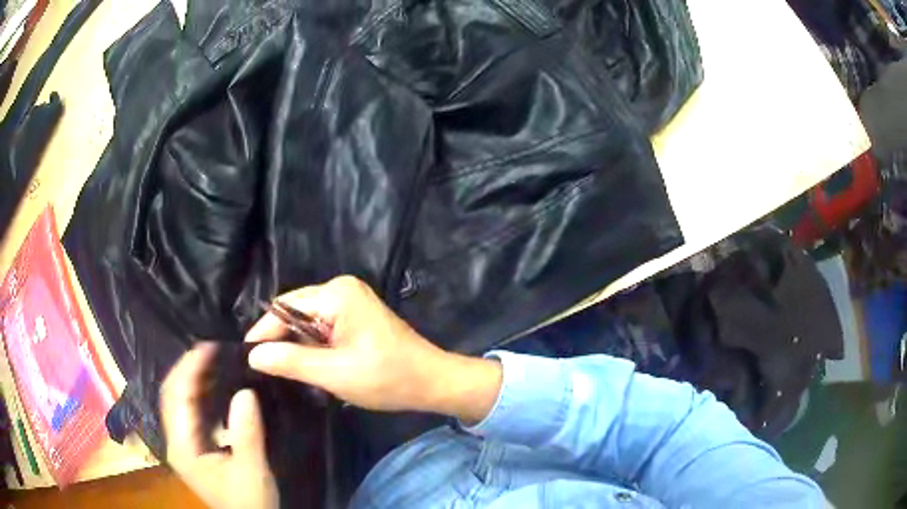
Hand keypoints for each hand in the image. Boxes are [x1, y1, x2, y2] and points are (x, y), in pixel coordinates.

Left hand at [160, 344, 278, 508]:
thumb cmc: (249, 502)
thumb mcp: (251, 471)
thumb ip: (247, 434)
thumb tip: (246, 391)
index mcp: (183, 446)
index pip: (177, 396)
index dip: (190, 368)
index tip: (210, 346)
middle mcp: (176, 440)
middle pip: (173, 393)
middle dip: (189, 368)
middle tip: (215, 349)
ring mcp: (183, 443)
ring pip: (180, 401)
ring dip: (195, 379)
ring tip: (217, 361)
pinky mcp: (194, 446)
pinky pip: (191, 411)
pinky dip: (201, 394)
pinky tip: (217, 388)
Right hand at [246, 275, 501, 422]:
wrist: (431, 382)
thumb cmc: (386, 377)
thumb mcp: (333, 373)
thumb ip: (290, 362)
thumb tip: (253, 355)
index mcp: (336, 293)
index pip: (284, 308)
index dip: (263, 333)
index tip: (246, 357)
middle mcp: (341, 288)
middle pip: (294, 311)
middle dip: (279, 339)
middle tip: (261, 368)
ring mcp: (351, 301)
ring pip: (307, 321)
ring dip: (296, 345)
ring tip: (279, 369)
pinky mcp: (356, 315)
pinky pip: (322, 326)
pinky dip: (312, 345)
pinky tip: (305, 364)